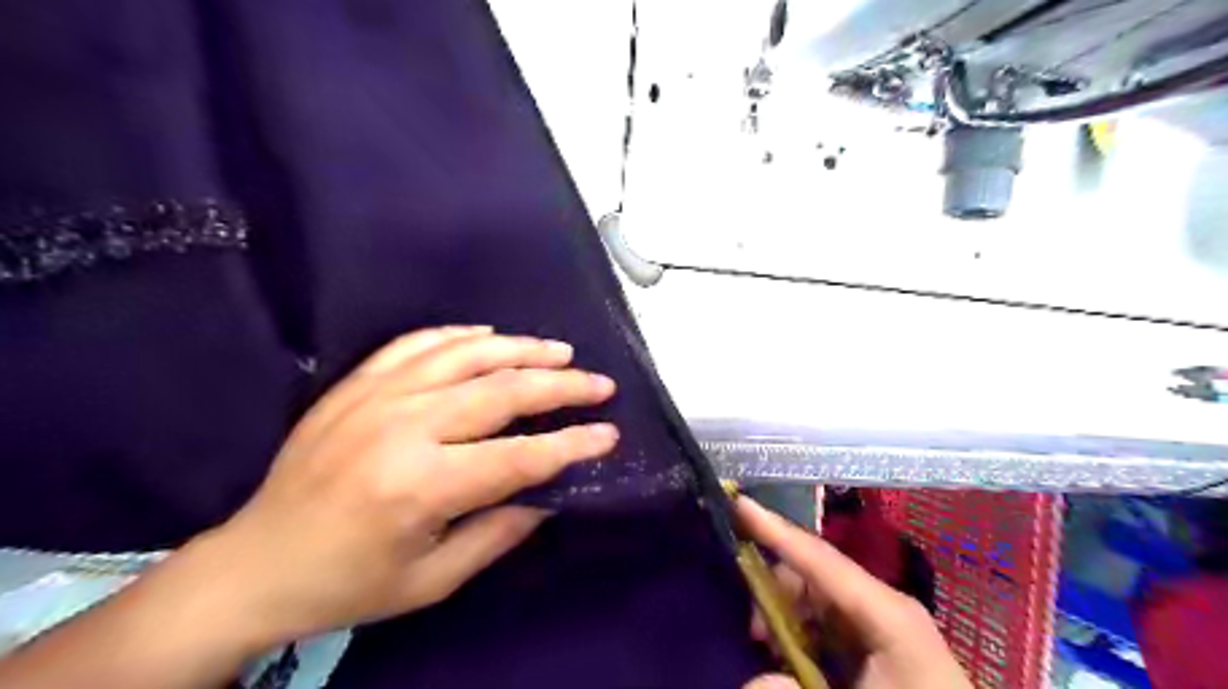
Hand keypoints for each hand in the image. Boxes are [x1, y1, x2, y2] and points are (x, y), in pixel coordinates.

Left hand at [189, 326, 617, 654]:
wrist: (255, 564)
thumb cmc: (350, 582)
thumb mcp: (433, 579)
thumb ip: (499, 533)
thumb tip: (549, 493)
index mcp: (421, 486)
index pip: (520, 456)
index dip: (572, 444)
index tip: (609, 433)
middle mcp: (403, 428)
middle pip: (501, 391)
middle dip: (561, 386)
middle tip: (599, 383)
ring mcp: (376, 396)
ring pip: (466, 354)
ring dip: (521, 349)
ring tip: (561, 350)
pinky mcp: (356, 384)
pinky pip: (417, 343)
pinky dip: (460, 334)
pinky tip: (490, 335)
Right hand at [732, 498, 973, 686]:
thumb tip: (754, 681)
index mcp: (888, 611)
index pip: (820, 558)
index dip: (775, 529)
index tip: (737, 503)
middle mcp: (885, 604)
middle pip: (814, 574)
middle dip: (775, 589)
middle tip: (755, 631)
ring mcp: (885, 622)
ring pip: (818, 598)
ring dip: (787, 617)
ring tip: (772, 649)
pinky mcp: (883, 643)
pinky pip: (830, 622)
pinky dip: (803, 633)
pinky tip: (795, 659)